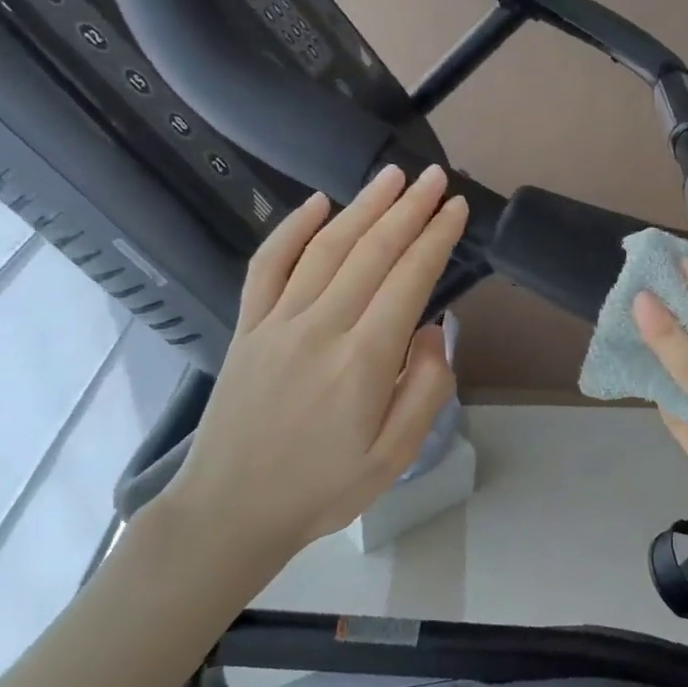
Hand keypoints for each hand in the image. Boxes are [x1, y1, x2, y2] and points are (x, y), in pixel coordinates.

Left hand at [149, 164, 467, 600]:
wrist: (232, 510)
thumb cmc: (323, 489)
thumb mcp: (394, 456)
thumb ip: (425, 390)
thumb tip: (432, 330)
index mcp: (363, 361)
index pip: (408, 280)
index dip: (435, 239)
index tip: (455, 208)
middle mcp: (320, 328)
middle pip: (371, 252)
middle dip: (407, 210)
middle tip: (433, 177)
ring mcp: (277, 323)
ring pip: (325, 249)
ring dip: (361, 207)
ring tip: (391, 177)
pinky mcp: (247, 328)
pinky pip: (267, 266)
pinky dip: (291, 230)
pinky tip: (316, 203)